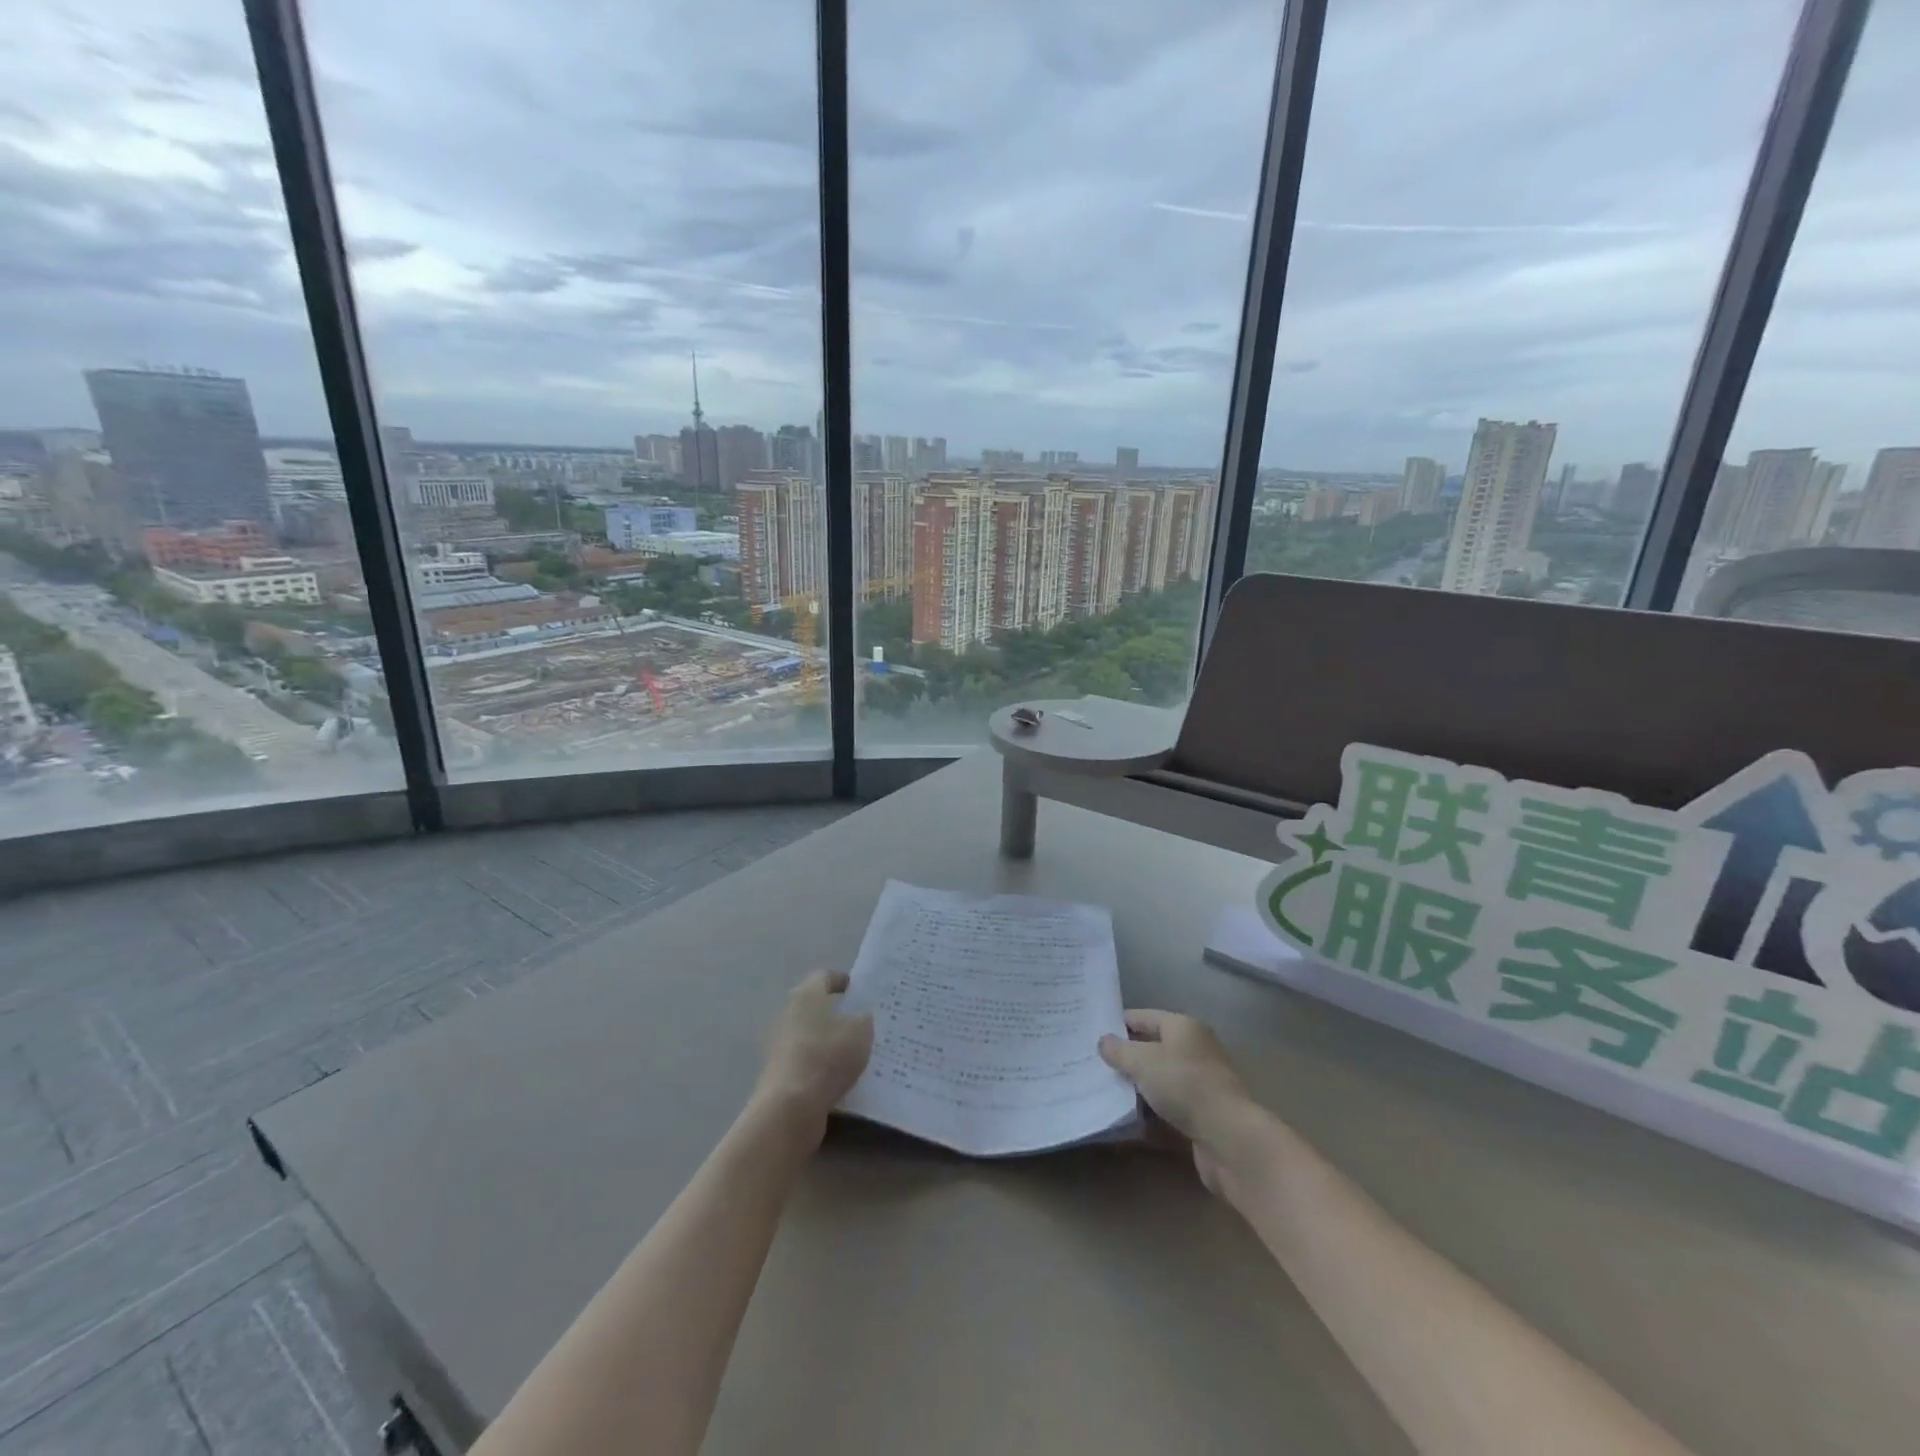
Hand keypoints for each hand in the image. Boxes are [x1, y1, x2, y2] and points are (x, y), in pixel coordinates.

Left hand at [753, 970, 873, 1138]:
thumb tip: (860, 1017)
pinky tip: (840, 1078)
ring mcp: (779, 1045)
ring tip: (856, 1053)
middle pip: (815, 1006)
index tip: (862, 993)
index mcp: (806, 994)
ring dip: (829, 1042)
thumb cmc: (827, 1057)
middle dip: (838, 1013)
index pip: (825, 976)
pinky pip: (806, 1061)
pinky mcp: (777, 1073)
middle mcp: (787, 1014)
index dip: (844, 981)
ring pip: (810, 1035)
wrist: (790, 1108)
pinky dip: (820, 1065)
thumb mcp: (861, 1032)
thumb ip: (864, 1020)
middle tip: (863, 1024)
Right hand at [1100, 1010, 1257, 1195]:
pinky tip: (1128, 1119)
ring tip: (1105, 1091)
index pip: (1144, 1017)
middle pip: (1153, 1048)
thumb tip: (1104, 1041)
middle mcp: (1195, 1049)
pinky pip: (1168, 1106)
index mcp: (1183, 1027)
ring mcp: (1201, 1083)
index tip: (1092, 1033)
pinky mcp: (1202, 1113)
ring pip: (1160, 1079)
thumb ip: (1119, 1050)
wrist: (1229, 1137)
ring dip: (1137, 1086)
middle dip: (1126, 1057)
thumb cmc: (1184, 1085)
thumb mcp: (1142, 1062)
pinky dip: (1151, 1111)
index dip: (1118, 1023)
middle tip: (1094, 1064)